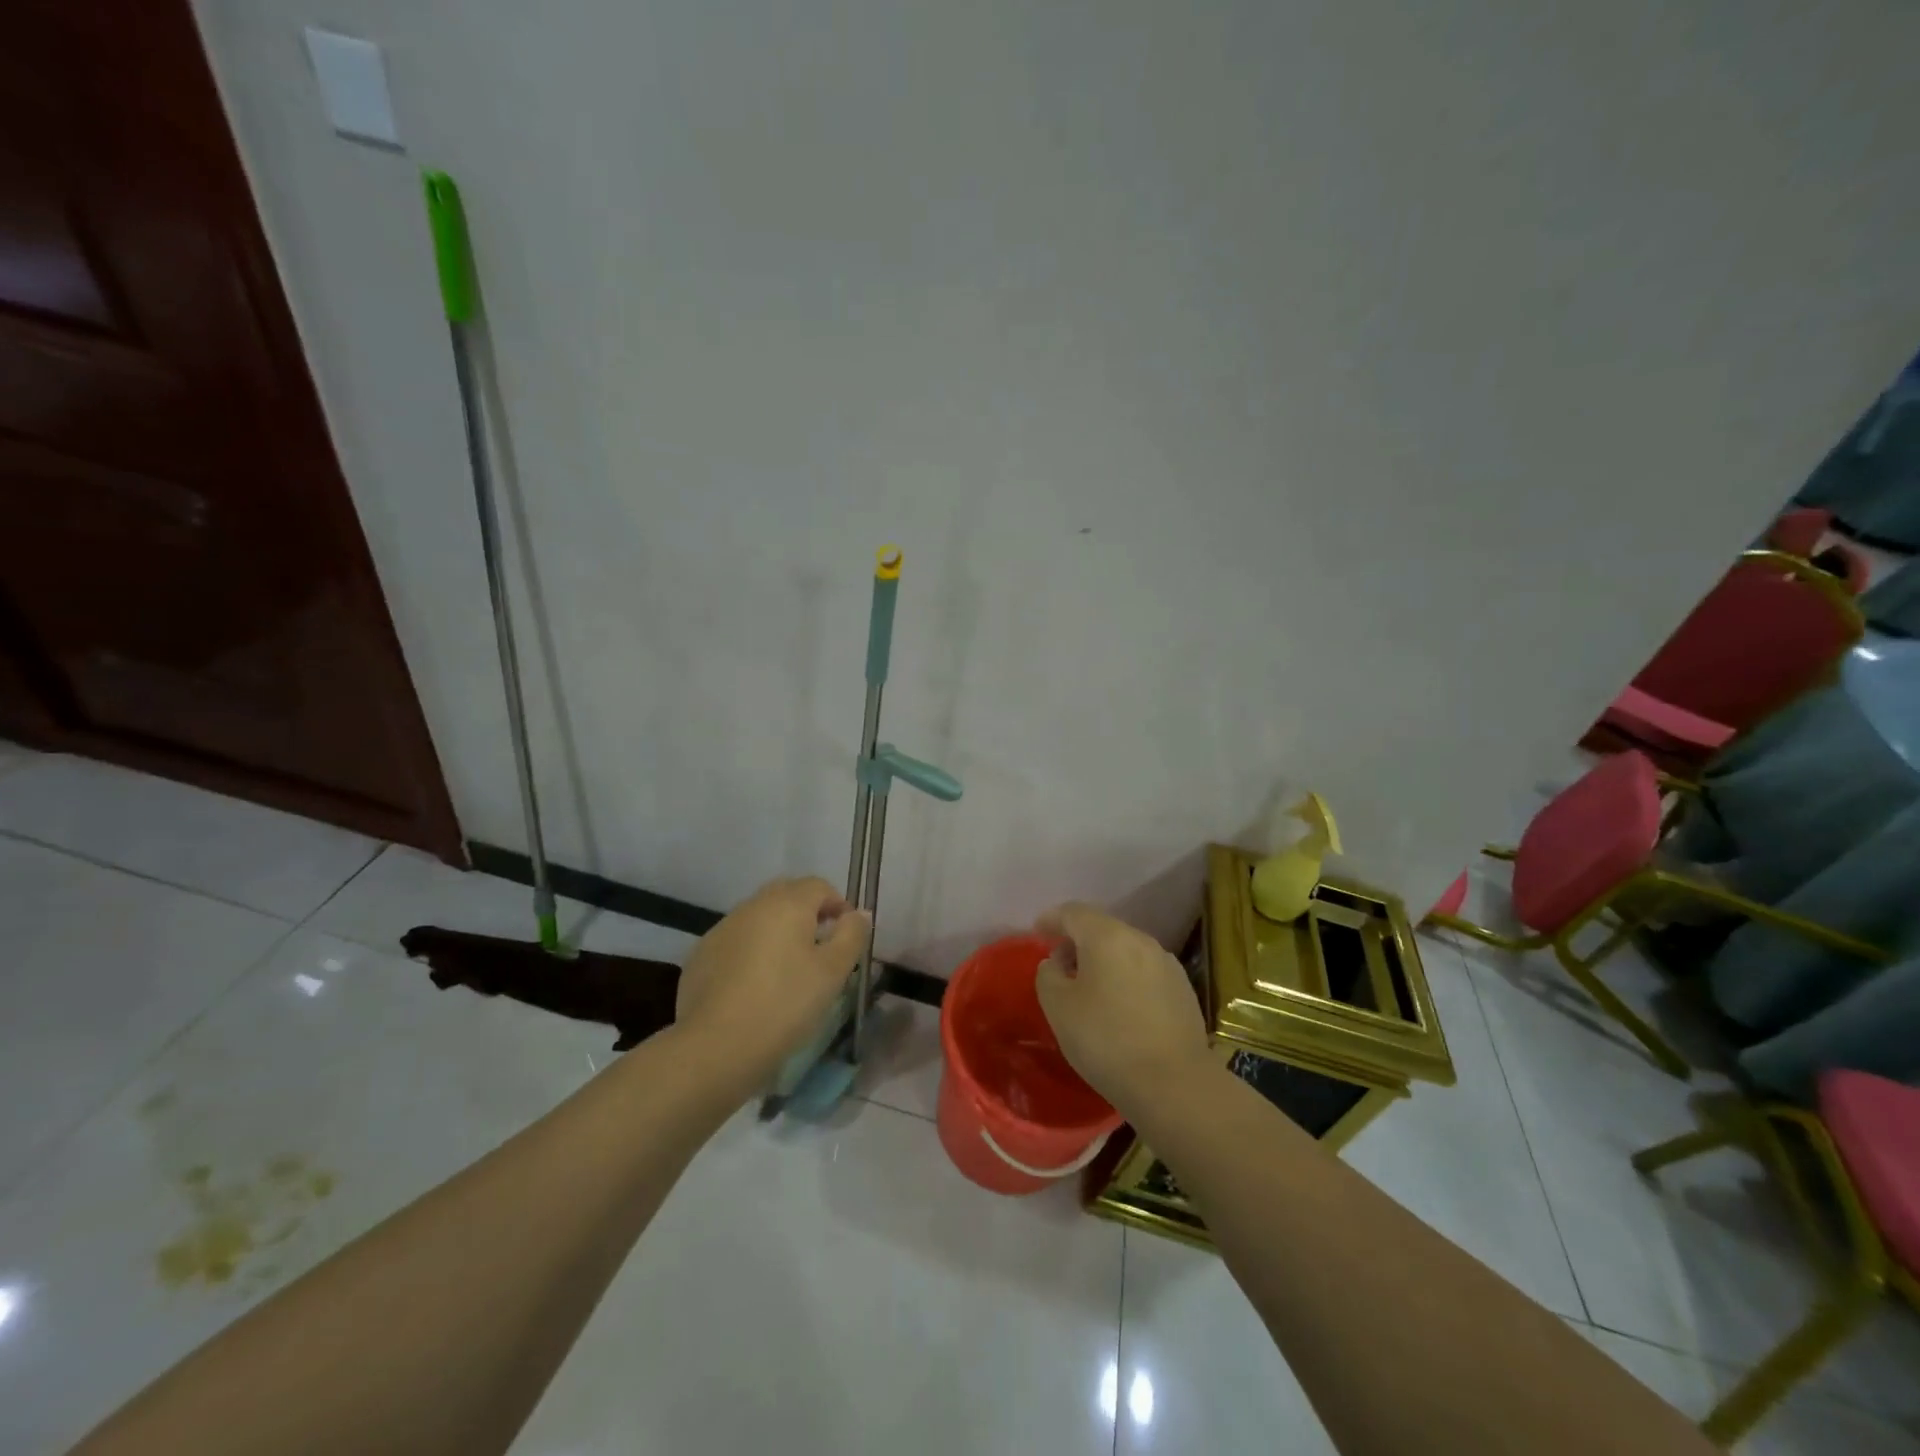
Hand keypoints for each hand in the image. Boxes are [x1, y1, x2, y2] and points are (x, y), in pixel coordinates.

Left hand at [676, 877, 870, 1090]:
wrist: (715, 1046)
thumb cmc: (785, 1004)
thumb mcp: (833, 972)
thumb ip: (852, 935)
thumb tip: (859, 913)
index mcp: (787, 903)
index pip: (819, 886)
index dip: (838, 905)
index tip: (847, 936)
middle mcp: (753, 906)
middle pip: (787, 896)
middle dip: (808, 915)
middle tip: (821, 951)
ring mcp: (722, 929)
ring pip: (759, 918)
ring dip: (778, 933)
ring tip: (788, 971)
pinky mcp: (701, 955)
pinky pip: (737, 942)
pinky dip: (751, 952)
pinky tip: (755, 987)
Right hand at [1034, 902, 1212, 1120]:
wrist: (1174, 1084)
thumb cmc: (1106, 1040)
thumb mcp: (1058, 1007)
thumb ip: (1048, 975)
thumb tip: (1056, 963)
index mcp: (1107, 936)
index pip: (1073, 912)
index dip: (1052, 919)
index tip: (1037, 932)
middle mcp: (1140, 940)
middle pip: (1102, 928)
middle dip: (1078, 941)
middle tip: (1060, 965)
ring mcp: (1166, 963)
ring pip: (1125, 950)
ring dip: (1103, 961)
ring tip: (1089, 988)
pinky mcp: (1183, 989)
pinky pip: (1144, 972)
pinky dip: (1125, 978)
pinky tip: (1120, 1006)